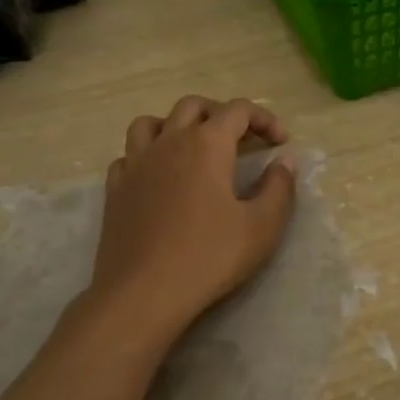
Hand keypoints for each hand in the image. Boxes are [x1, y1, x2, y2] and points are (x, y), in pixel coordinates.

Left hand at [87, 96, 297, 351]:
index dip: (264, 119)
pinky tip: (158, 176)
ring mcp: (136, 164)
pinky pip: (129, 155)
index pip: (238, 110)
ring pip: (152, 122)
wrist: (142, 294)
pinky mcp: (115, 189)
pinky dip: (147, 155)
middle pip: (194, 106)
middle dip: (222, 114)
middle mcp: (169, 142)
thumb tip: (285, 161)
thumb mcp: (262, 227)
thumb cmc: (209, 257)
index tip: (280, 142)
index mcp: (207, 145)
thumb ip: (279, 188)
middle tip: (242, 139)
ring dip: (177, 125)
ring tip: (193, 148)